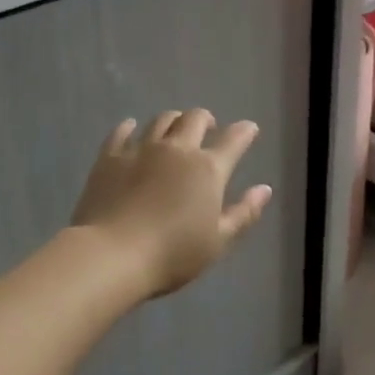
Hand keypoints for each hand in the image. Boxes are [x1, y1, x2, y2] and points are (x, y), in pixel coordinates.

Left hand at [71, 109, 272, 297]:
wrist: (112, 254)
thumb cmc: (172, 255)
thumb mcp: (218, 241)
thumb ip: (243, 213)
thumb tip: (264, 189)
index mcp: (207, 169)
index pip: (233, 140)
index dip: (244, 132)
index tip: (249, 129)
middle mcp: (177, 149)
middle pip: (194, 118)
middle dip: (206, 119)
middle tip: (208, 128)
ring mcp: (141, 149)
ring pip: (161, 120)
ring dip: (173, 120)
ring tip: (174, 129)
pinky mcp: (110, 156)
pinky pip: (122, 131)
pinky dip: (130, 127)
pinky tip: (131, 128)